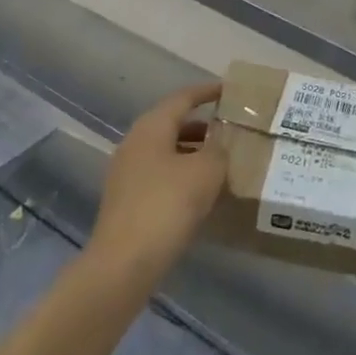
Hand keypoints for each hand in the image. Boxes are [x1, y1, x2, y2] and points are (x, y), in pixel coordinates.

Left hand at [85, 82, 225, 293]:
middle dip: (203, 126)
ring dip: (194, 153)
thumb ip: (219, 151)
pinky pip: (161, 176)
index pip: (183, 98)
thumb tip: (220, 146)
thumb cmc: (167, 205)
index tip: (229, 90)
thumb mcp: (206, 172)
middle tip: (231, 130)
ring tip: (223, 162)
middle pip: (173, 124)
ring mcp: (127, 174)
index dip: (207, 92)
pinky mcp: (128, 201)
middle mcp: (135, 143)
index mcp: (151, 127)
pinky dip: (183, 176)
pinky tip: (202, 193)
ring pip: (167, 152)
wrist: (124, 264)